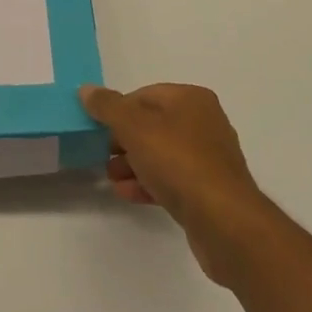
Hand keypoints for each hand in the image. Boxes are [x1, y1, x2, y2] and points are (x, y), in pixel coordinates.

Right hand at [80, 83, 276, 287]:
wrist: (224, 222)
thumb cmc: (178, 162)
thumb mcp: (134, 127)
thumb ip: (108, 107)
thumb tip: (87, 90)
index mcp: (191, 99)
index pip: (145, 95)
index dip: (118, 110)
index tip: (98, 128)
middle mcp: (204, 123)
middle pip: (152, 124)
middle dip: (123, 139)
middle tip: (101, 153)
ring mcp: (209, 159)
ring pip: (161, 154)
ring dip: (133, 163)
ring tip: (110, 176)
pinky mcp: (208, 190)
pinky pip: (172, 179)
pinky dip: (148, 182)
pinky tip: (127, 193)